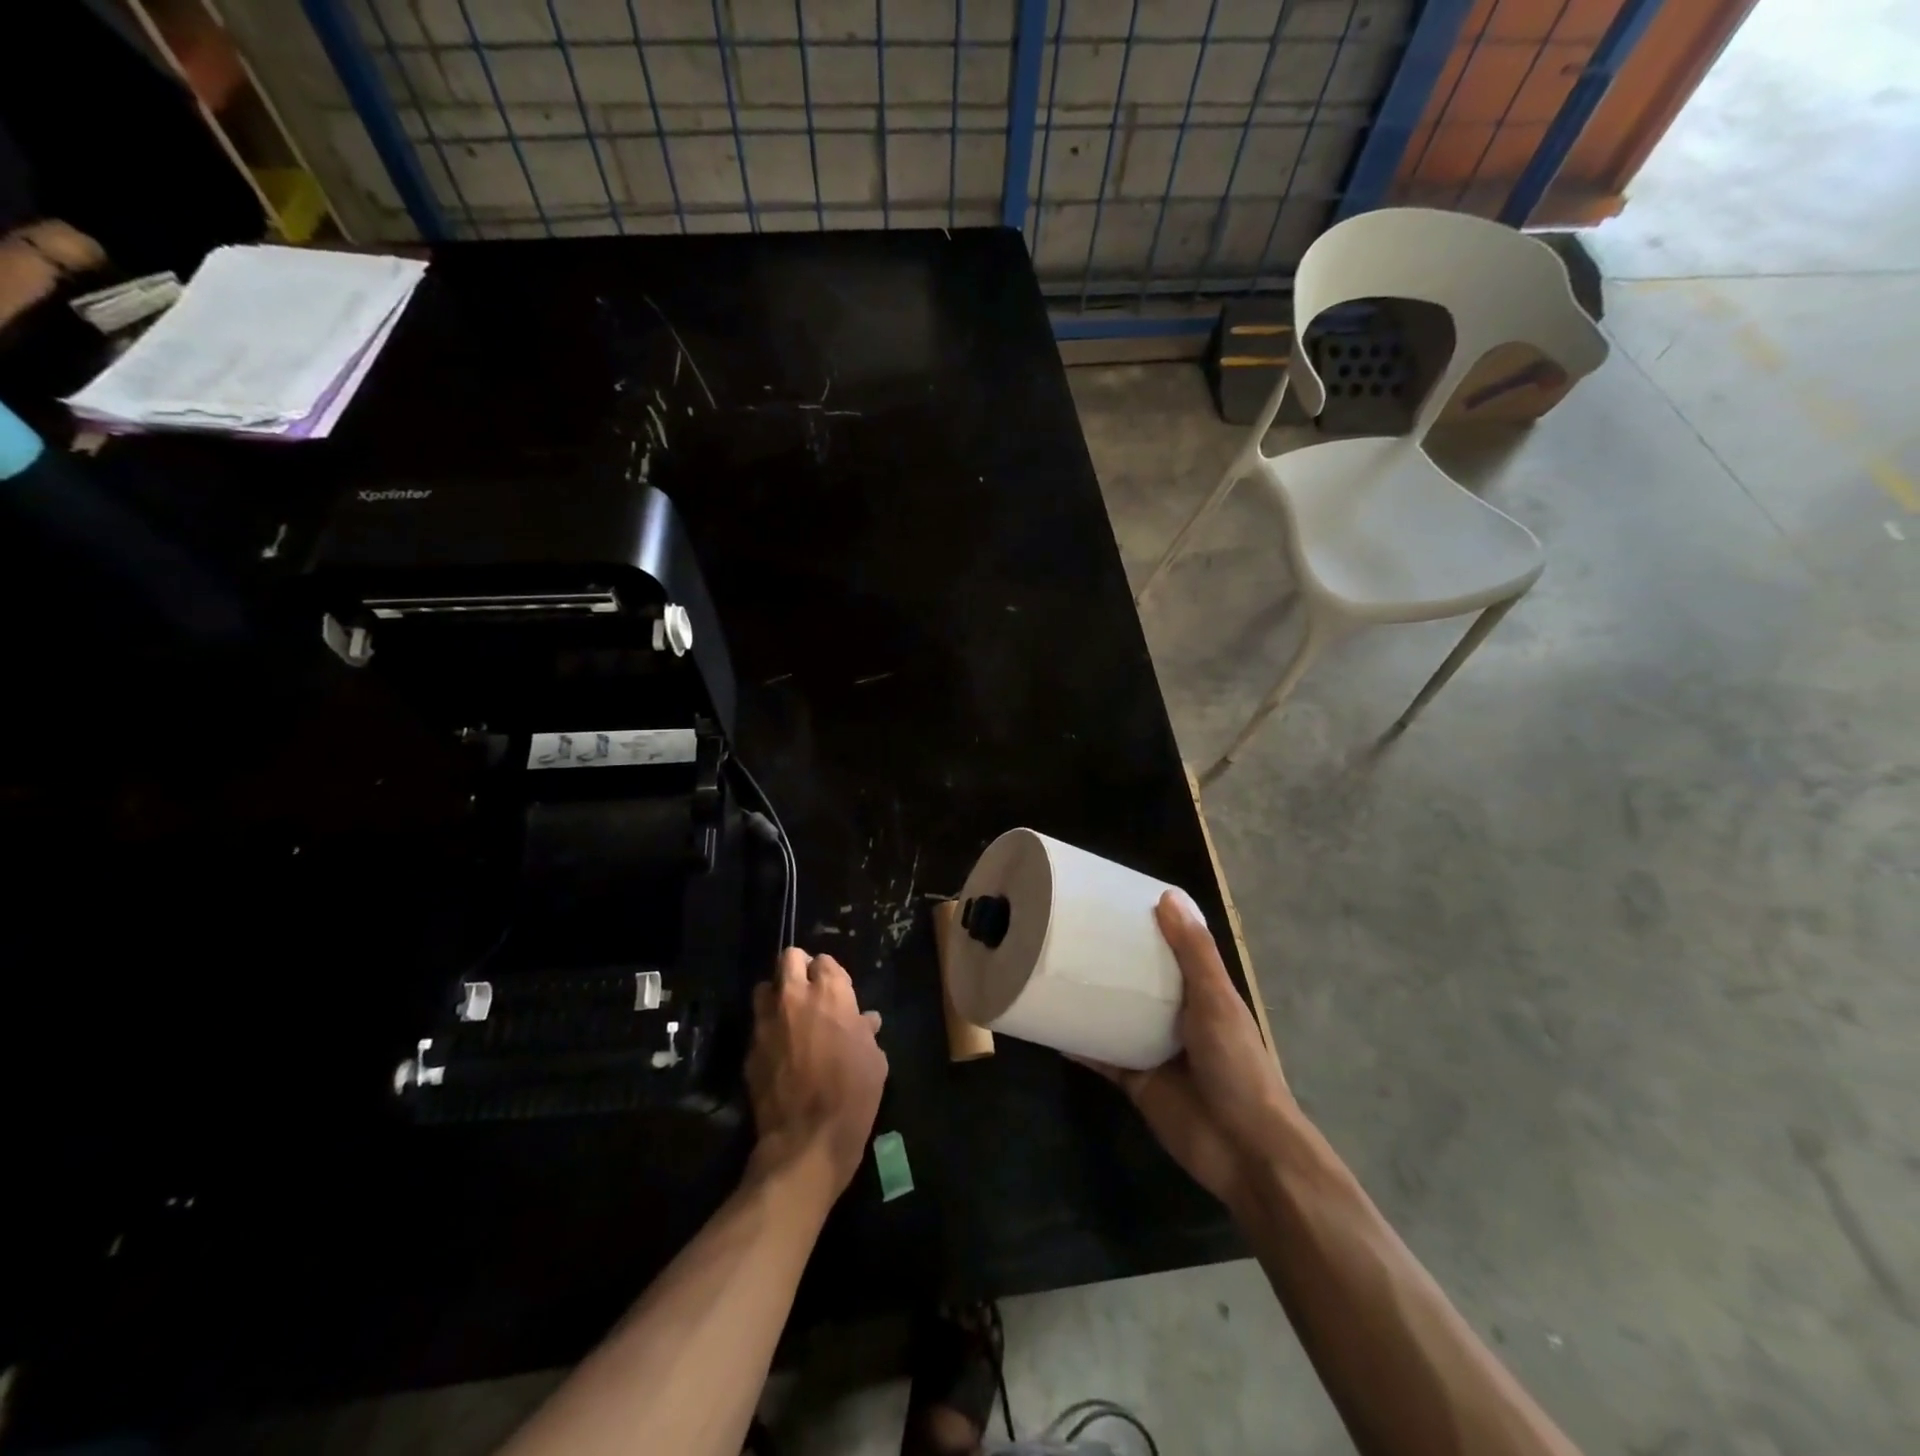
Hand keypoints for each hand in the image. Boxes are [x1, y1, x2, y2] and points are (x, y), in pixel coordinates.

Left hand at [746, 949, 888, 1201]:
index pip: (824, 960)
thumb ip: (866, 1032)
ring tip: (788, 1017)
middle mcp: (794, 997)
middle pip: (788, 959)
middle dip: (798, 968)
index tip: (836, 992)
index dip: (830, 974)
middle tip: (808, 991)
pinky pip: (757, 1028)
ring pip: (763, 988)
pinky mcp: (750, 1050)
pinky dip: (767, 1032)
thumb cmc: (853, 1094)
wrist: (808, 1140)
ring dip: (776, 996)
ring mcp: (767, 1022)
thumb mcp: (875, 1060)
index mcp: (830, 992)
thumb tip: (865, 1021)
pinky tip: (779, 1053)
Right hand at [1077, 892, 1296, 1209]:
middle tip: (1069, 933)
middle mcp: (1176, 1017)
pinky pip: (1100, 1056)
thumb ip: (1194, 952)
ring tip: (1052, 971)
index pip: (1171, 950)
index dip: (1146, 927)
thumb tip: (1167, 896)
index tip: (1111, 902)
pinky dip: (1078, 1043)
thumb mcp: (1217, 1000)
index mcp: (1201, 993)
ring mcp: (1153, 1050)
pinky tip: (1050, 1025)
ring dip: (1091, 1000)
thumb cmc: (1236, 1065)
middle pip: (1138, 982)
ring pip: (1115, 1016)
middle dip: (1110, 962)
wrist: (1243, 1149)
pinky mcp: (1134, 1081)